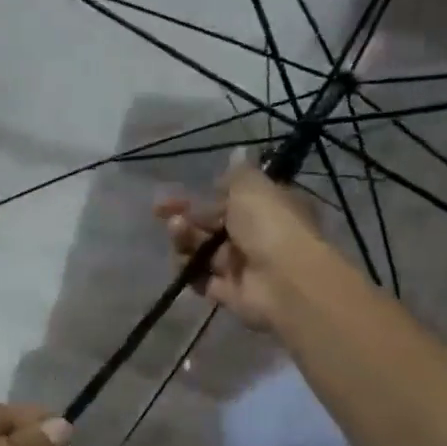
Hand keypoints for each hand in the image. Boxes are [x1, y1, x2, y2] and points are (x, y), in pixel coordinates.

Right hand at [155, 164, 337, 330]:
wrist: (284, 281)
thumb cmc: (270, 225)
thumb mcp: (252, 188)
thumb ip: (237, 174)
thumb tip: (237, 152)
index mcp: (266, 207)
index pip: (229, 199)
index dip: (202, 195)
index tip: (176, 193)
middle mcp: (254, 236)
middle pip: (211, 225)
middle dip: (185, 217)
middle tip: (162, 210)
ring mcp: (241, 266)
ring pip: (203, 251)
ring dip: (185, 239)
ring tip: (178, 231)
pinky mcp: (229, 293)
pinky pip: (201, 279)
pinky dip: (189, 271)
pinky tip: (184, 263)